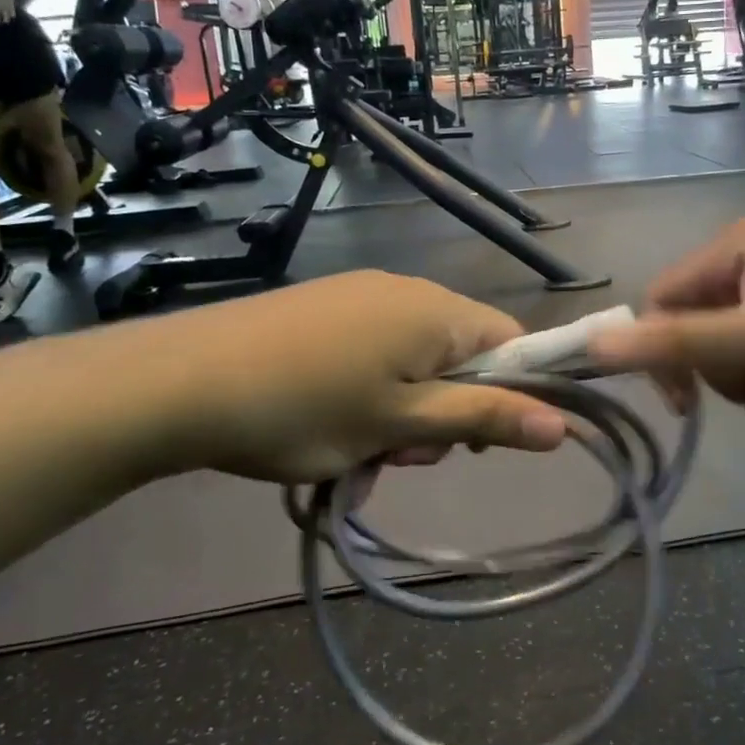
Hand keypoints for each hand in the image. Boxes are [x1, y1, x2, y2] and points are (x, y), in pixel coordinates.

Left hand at [141, 272, 569, 482]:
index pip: (514, 341)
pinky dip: (370, 392)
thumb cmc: (306, 408)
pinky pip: (376, 352)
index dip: (515, 392)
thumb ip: (484, 417)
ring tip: (356, 449)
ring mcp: (361, 296)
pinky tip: (330, 424)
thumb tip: (563, 424)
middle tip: (399, 454)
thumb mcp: (402, 424)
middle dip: (446, 411)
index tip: (478, 442)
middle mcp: (407, 291)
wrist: (181, 381)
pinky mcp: (325, 309)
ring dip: (404, 411)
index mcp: (437, 311)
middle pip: (463, 354)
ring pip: (416, 361)